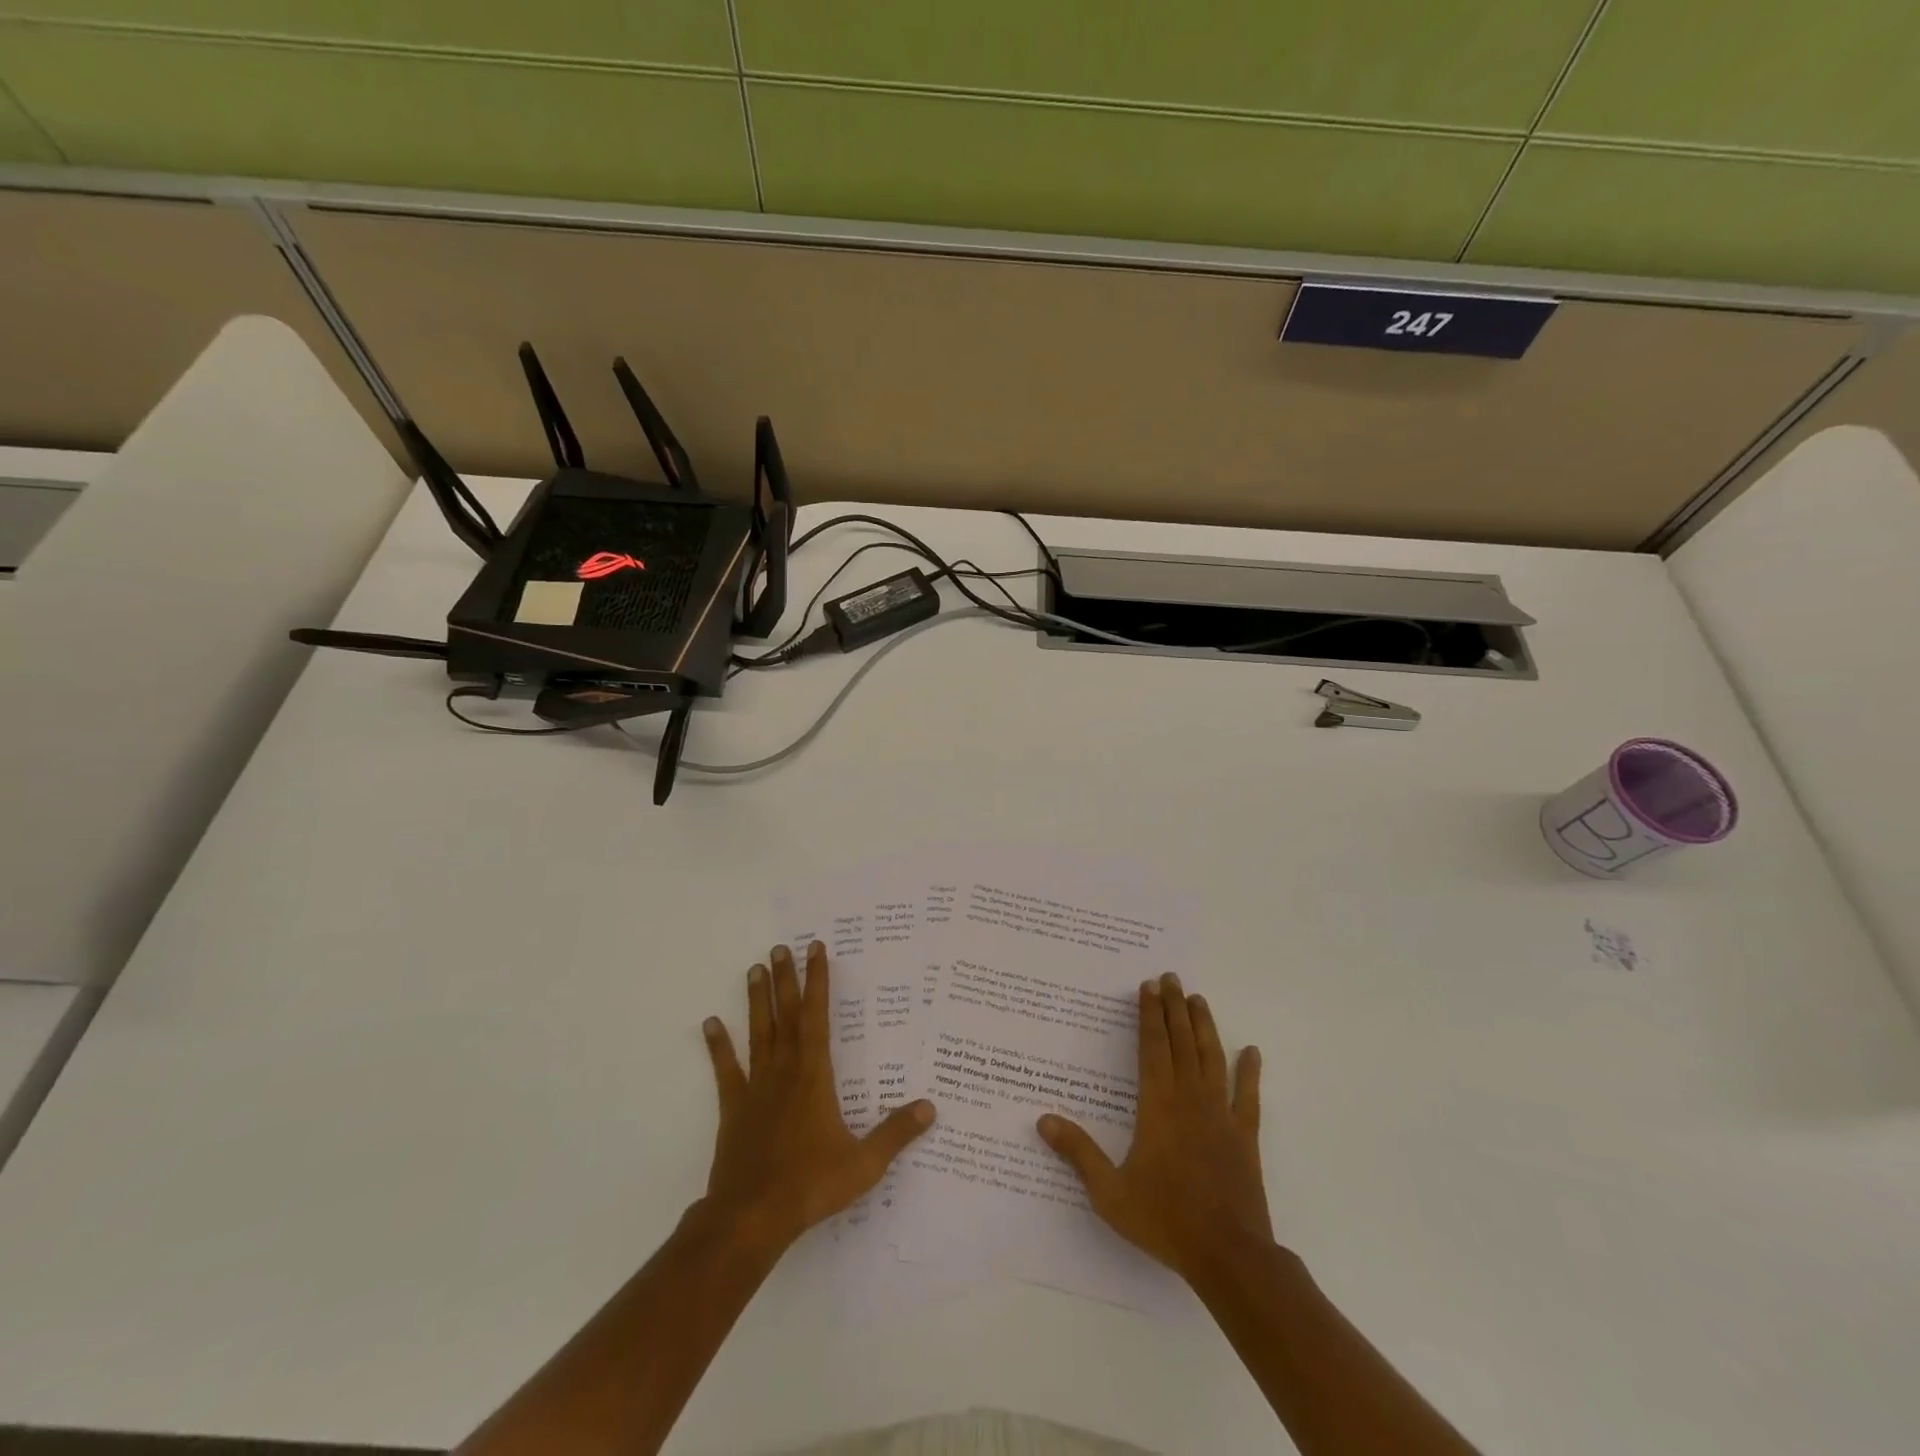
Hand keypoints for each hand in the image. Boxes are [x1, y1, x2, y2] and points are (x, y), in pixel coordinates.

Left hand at [700, 941, 935, 1254]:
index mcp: (814, 1077)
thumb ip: (896, 1133)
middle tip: (781, 947)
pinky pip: (726, 1071)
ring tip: (755, 968)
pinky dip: (719, 1046)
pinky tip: (710, 1024)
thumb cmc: (810, 1185)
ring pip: (758, 1034)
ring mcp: (756, 1089)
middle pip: (785, 1016)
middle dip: (786, 980)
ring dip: (757, 1001)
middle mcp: (785, 1072)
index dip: (818, 982)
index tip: (816, 949)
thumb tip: (930, 1107)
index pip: (817, 1018)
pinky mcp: (734, 1109)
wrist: (752, 1218)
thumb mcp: (863, 1164)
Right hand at [1037, 972, 1269, 1286]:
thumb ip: (1078, 1153)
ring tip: (1198, 999)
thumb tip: (1043, 1120)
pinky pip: (1248, 1096)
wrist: (1229, 1256)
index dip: (1149, 1015)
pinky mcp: (1245, 1136)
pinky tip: (1251, 1051)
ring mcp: (1221, 1115)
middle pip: (1182, 1042)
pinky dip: (1250, 1072)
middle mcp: (1190, 1099)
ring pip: (1212, 1058)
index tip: (1147, 987)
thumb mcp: (1110, 1192)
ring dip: (1204, 1027)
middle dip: (1174, 1007)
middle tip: (1171, 977)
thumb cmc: (1165, 1220)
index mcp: (1158, 1106)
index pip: (1152, 1048)